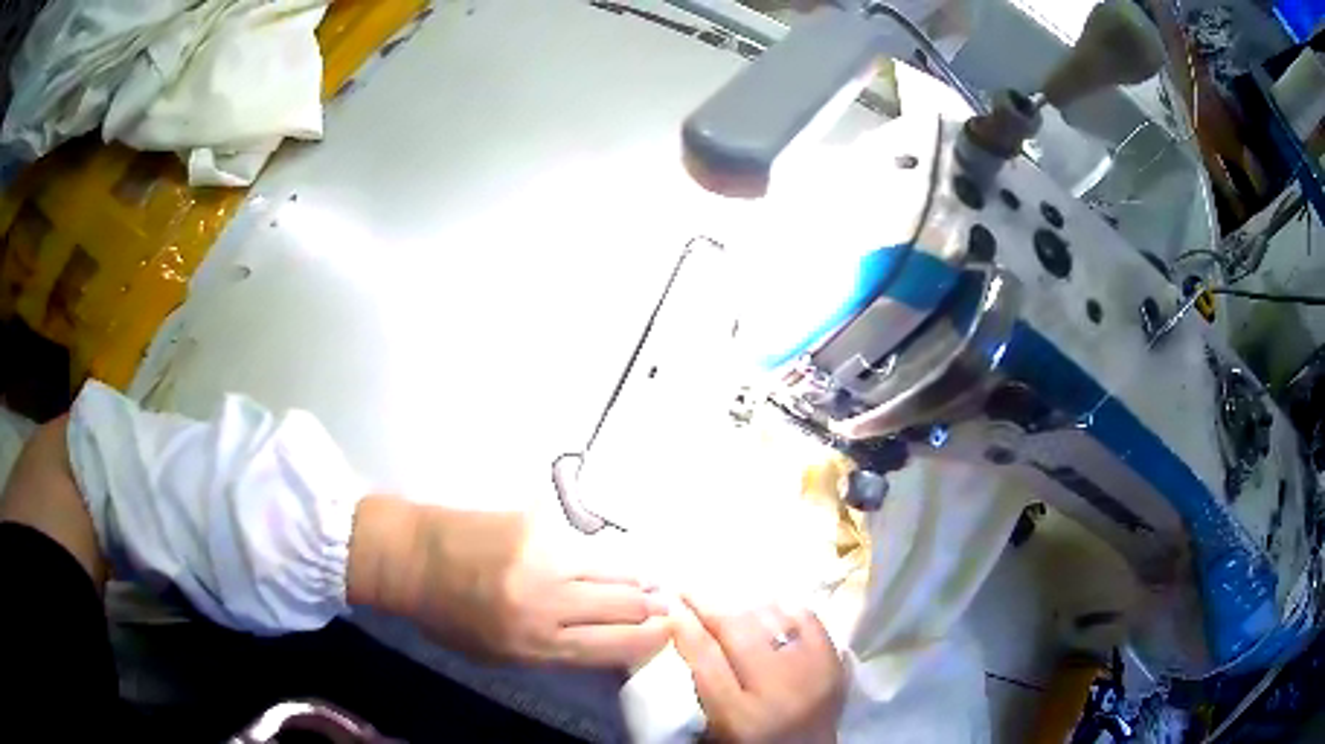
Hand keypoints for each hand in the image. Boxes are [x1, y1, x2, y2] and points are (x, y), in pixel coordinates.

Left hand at [348, 498, 670, 666]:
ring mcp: (543, 559)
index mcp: (534, 645)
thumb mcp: (499, 655)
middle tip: (664, 605)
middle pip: (626, 606)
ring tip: (648, 583)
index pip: (615, 646)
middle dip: (653, 608)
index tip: (666, 633)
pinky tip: (610, 560)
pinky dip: (605, 557)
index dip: (650, 640)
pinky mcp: (536, 524)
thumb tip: (608, 643)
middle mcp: (546, 604)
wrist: (411, 556)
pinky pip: (587, 545)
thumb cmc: (449, 615)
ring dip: (638, 580)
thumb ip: (554, 653)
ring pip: (615, 571)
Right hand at [672, 597, 844, 743]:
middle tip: (690, 591)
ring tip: (727, 604)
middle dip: (709, 605)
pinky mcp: (834, 661)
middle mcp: (778, 691)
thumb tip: (683, 623)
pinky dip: (784, 609)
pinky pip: (808, 619)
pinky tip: (768, 608)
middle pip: (738, 633)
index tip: (671, 603)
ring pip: (771, 619)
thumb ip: (702, 675)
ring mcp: (812, 672)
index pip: (705, 660)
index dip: (685, 626)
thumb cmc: (753, 737)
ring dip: (744, 607)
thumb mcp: (719, 716)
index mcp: (740, 715)